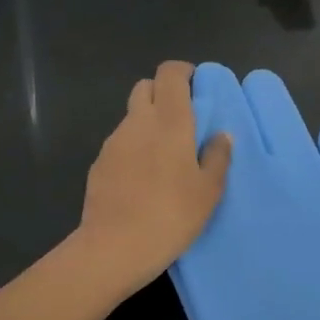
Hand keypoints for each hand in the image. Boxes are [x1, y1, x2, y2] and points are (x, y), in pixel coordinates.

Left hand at [76, 61, 232, 296]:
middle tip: (182, 119)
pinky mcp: (98, 163)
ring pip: (131, 116)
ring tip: (164, 154)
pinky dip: (133, 146)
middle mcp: (138, 122)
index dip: (182, 72)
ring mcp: (113, 142)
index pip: (169, 74)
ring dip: (148, 121)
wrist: (114, 247)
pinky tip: (143, 177)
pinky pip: (120, 142)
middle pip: (145, 87)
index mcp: (169, 121)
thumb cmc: (171, 216)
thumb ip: (218, 157)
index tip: (196, 85)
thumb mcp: (208, 191)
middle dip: (163, 93)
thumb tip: (222, 135)